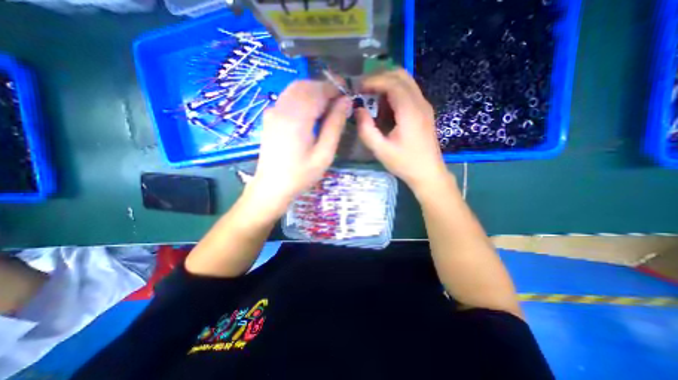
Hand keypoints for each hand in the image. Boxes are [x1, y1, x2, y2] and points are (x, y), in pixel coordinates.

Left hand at [245, 81, 349, 215]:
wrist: (272, 186)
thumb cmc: (301, 174)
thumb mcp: (324, 154)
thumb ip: (335, 125)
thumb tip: (345, 102)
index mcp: (297, 118)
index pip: (318, 91)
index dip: (334, 88)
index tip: (347, 92)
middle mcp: (282, 108)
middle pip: (306, 85)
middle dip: (324, 88)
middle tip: (339, 101)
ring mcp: (273, 111)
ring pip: (295, 88)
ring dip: (314, 91)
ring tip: (328, 106)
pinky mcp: (270, 116)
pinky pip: (288, 97)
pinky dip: (303, 97)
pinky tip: (311, 111)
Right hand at [355, 69, 449, 191]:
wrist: (428, 173)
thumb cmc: (405, 163)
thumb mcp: (381, 150)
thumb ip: (366, 129)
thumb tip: (358, 110)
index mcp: (409, 111)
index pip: (392, 83)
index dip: (373, 81)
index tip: (358, 88)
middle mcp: (420, 103)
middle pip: (401, 75)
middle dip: (380, 78)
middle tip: (364, 90)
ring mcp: (424, 106)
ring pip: (406, 82)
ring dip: (387, 85)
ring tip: (372, 100)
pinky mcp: (424, 112)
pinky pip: (408, 93)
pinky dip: (394, 93)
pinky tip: (384, 109)